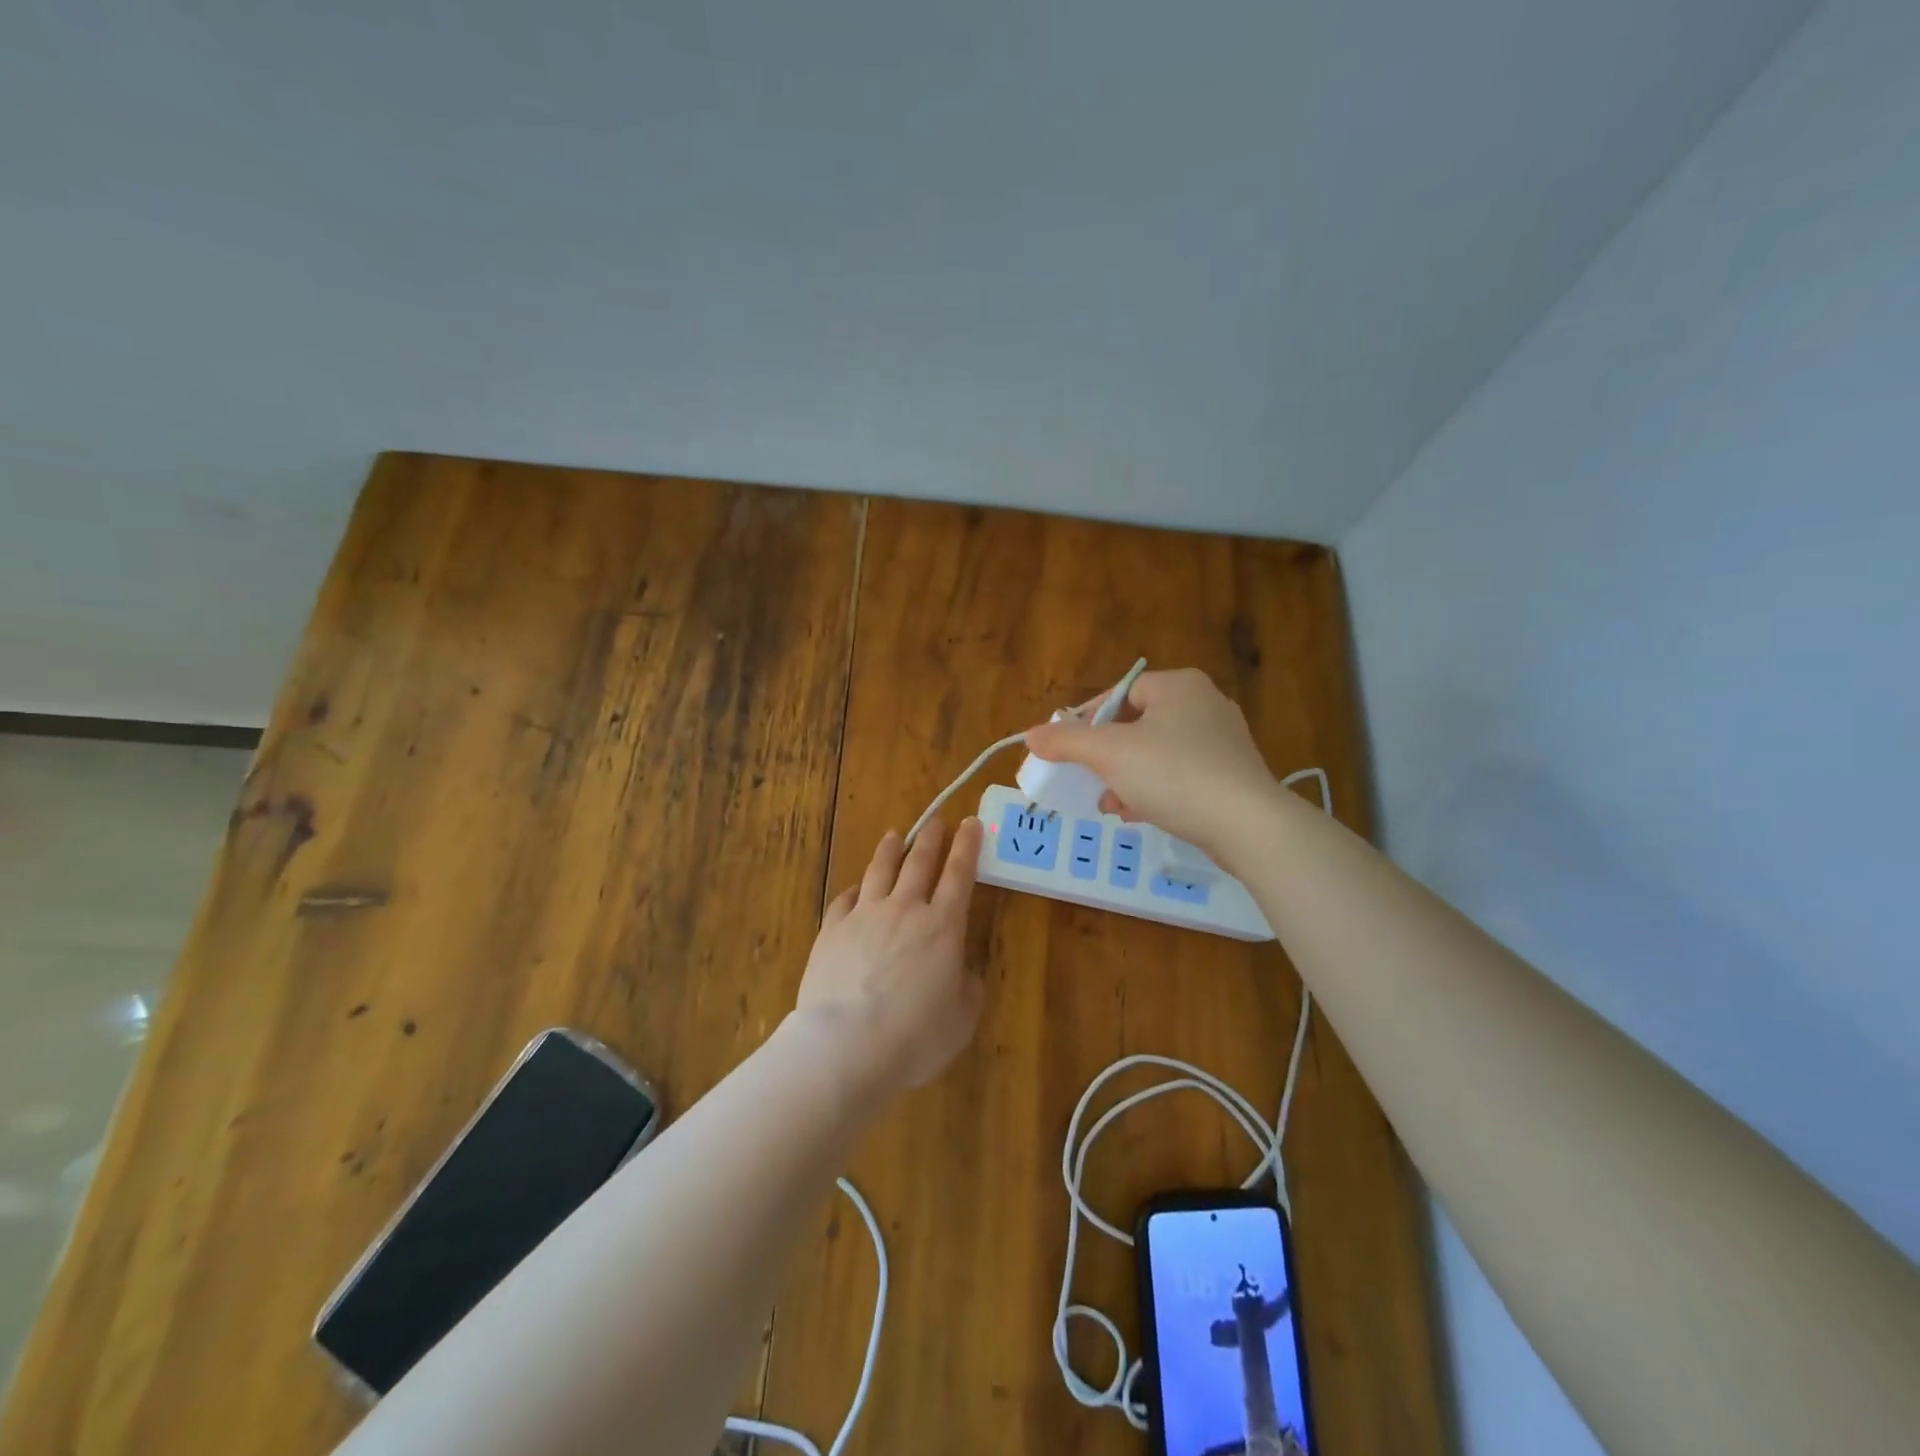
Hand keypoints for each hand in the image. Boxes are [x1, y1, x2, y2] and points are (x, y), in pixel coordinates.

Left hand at [794, 818, 984, 1092]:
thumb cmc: (915, 1036)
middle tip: (936, 821)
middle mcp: (905, 910)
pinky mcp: (832, 930)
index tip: (971, 823)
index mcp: (942, 927)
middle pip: (920, 863)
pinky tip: (856, 888)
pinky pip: (845, 899)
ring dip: (890, 850)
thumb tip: (964, 971)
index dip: (968, 846)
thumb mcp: (961, 1019)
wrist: (847, 1044)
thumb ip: (968, 988)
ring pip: (880, 871)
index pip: (960, 874)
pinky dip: (855, 889)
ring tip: (894, 836)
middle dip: (931, 838)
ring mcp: (864, 916)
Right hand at [1022, 667, 1275, 857]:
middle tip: (1087, 778)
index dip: (1089, 718)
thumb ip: (1067, 741)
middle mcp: (1205, 704)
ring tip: (1109, 804)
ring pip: (1157, 754)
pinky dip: (1155, 791)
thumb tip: (1031, 735)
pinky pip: (1180, 776)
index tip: (1070, 748)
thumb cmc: (1174, 775)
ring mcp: (1223, 742)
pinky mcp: (1232, 776)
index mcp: (1179, 686)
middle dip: (1106, 756)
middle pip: (1137, 725)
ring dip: (1126, 777)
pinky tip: (1138, 814)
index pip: (1121, 693)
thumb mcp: (1109, 754)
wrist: (1248, 825)